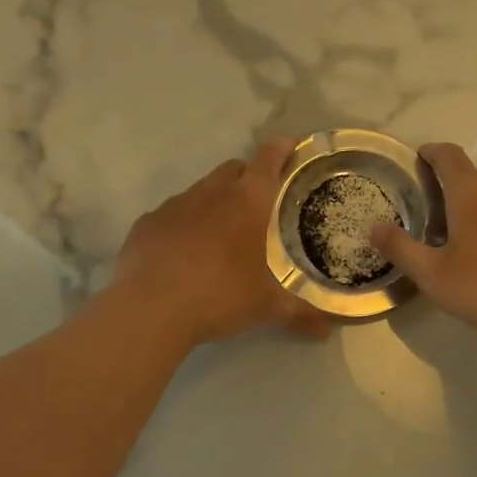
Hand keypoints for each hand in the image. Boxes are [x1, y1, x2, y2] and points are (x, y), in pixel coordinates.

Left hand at [112, 138, 331, 347]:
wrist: (149, 309)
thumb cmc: (219, 296)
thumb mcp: (266, 307)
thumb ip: (301, 314)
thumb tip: (330, 329)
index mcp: (248, 201)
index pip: (269, 158)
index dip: (282, 148)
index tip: (291, 146)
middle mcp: (211, 192)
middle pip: (233, 169)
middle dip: (248, 177)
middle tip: (259, 203)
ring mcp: (174, 205)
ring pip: (200, 190)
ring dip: (214, 202)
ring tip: (221, 234)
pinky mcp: (146, 223)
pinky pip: (171, 215)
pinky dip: (183, 225)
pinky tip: (183, 253)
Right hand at [371, 143, 476, 342]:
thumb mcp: (434, 275)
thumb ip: (402, 249)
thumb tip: (373, 226)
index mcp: (472, 193)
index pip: (449, 156)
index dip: (431, 153)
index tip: (418, 157)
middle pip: (471, 177)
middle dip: (448, 188)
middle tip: (427, 211)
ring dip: (473, 208)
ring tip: (455, 235)